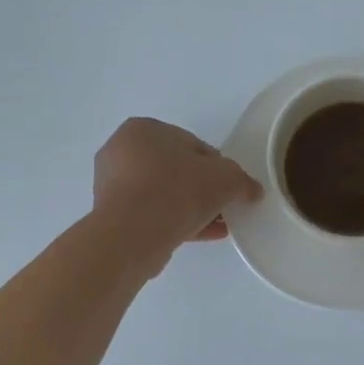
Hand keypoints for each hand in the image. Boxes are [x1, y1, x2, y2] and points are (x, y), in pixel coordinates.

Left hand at [94, 118, 262, 270]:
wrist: (133, 235)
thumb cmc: (177, 190)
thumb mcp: (225, 178)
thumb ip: (242, 181)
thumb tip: (252, 191)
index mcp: (143, 129)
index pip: (191, 144)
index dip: (217, 166)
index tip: (230, 186)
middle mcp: (121, 151)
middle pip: (176, 170)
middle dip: (202, 189)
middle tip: (224, 207)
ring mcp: (112, 186)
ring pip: (163, 194)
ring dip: (191, 208)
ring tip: (217, 225)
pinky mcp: (111, 216)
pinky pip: (151, 215)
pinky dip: (175, 222)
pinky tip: (201, 235)